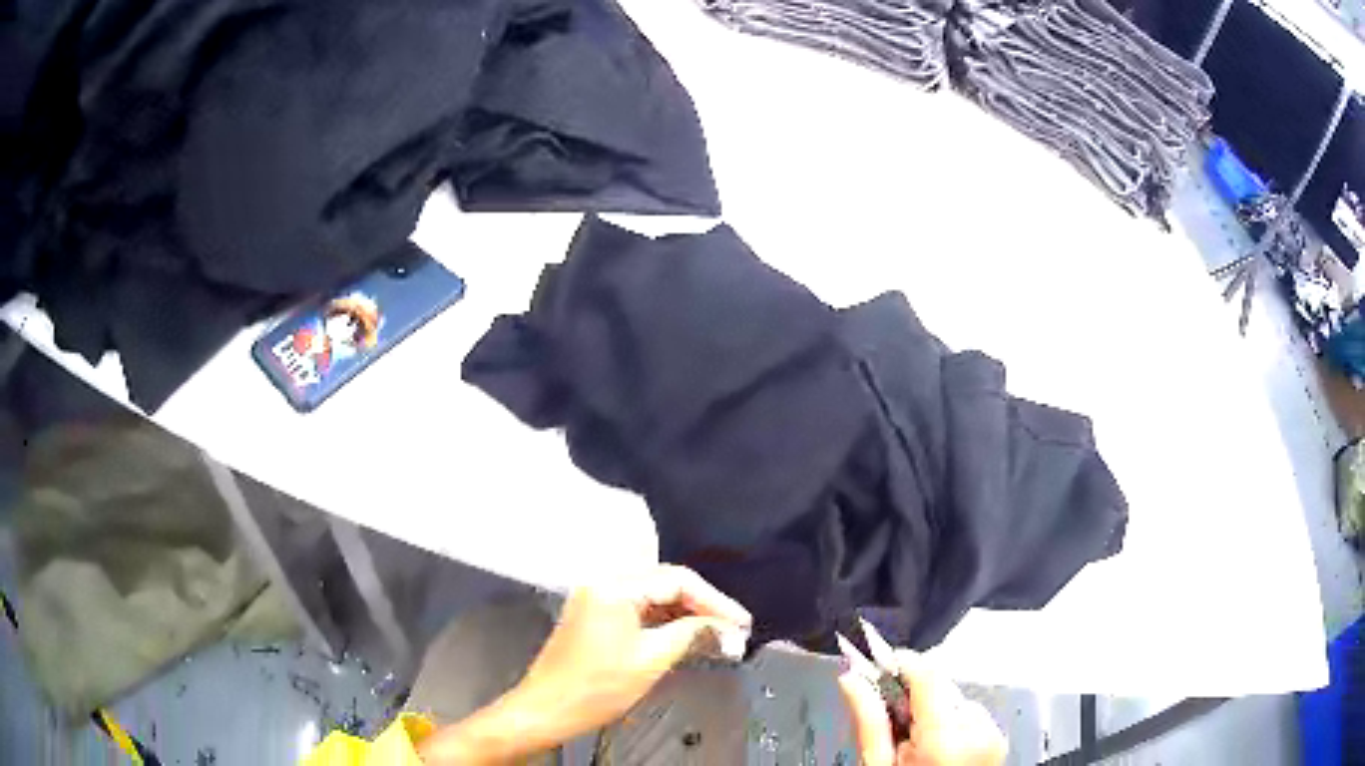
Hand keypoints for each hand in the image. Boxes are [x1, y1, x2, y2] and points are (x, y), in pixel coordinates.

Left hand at [418, 565, 750, 764]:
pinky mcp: (593, 616)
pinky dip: (663, 622)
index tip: (741, 623)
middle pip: (664, 584)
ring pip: (652, 597)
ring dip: (684, 615)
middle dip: (702, 607)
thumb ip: (691, 634)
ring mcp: (595, 599)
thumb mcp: (651, 659)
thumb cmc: (596, 688)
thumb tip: (725, 627)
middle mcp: (602, 583)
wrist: (546, 709)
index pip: (677, 580)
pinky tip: (685, 637)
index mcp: (614, 587)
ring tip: (717, 635)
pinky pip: (637, 609)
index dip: (715, 601)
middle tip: (733, 630)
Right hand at [838, 648, 1006, 765]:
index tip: (879, 666)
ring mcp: (992, 734)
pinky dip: (953, 722)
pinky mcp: (999, 738)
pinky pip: (972, 714)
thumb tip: (851, 678)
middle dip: (914, 695)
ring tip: (917, 740)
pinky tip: (939, 746)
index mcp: (943, 738)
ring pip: (956, 697)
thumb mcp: (878, 764)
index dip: (901, 663)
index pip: (927, 672)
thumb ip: (869, 720)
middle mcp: (976, 729)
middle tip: (893, 721)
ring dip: (934, 709)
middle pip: (941, 685)